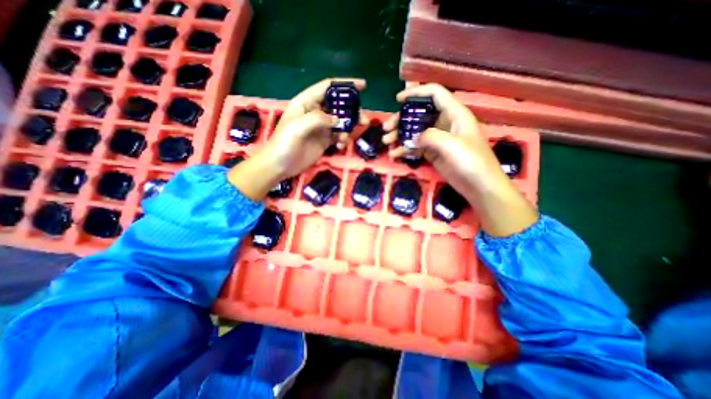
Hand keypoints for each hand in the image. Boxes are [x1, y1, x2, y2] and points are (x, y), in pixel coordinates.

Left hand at [229, 77, 366, 201]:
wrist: (279, 166)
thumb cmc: (284, 143)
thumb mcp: (298, 127)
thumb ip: (318, 119)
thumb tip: (337, 120)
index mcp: (306, 102)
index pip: (327, 88)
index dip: (345, 85)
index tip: (363, 86)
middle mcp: (315, 112)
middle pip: (338, 106)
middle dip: (352, 111)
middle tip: (363, 120)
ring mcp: (321, 128)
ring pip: (340, 122)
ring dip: (348, 128)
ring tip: (347, 138)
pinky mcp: (324, 141)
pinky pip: (338, 136)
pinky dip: (343, 140)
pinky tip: (340, 146)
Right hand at [384, 82, 532, 234]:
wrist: (479, 187)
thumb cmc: (471, 162)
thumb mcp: (451, 145)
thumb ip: (430, 136)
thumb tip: (414, 138)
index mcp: (454, 114)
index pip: (434, 94)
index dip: (416, 93)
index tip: (398, 100)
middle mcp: (445, 123)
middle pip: (420, 114)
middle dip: (401, 119)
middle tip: (386, 128)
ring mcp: (439, 139)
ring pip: (416, 131)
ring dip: (400, 135)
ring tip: (386, 142)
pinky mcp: (434, 153)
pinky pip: (417, 147)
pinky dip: (405, 150)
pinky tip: (395, 155)